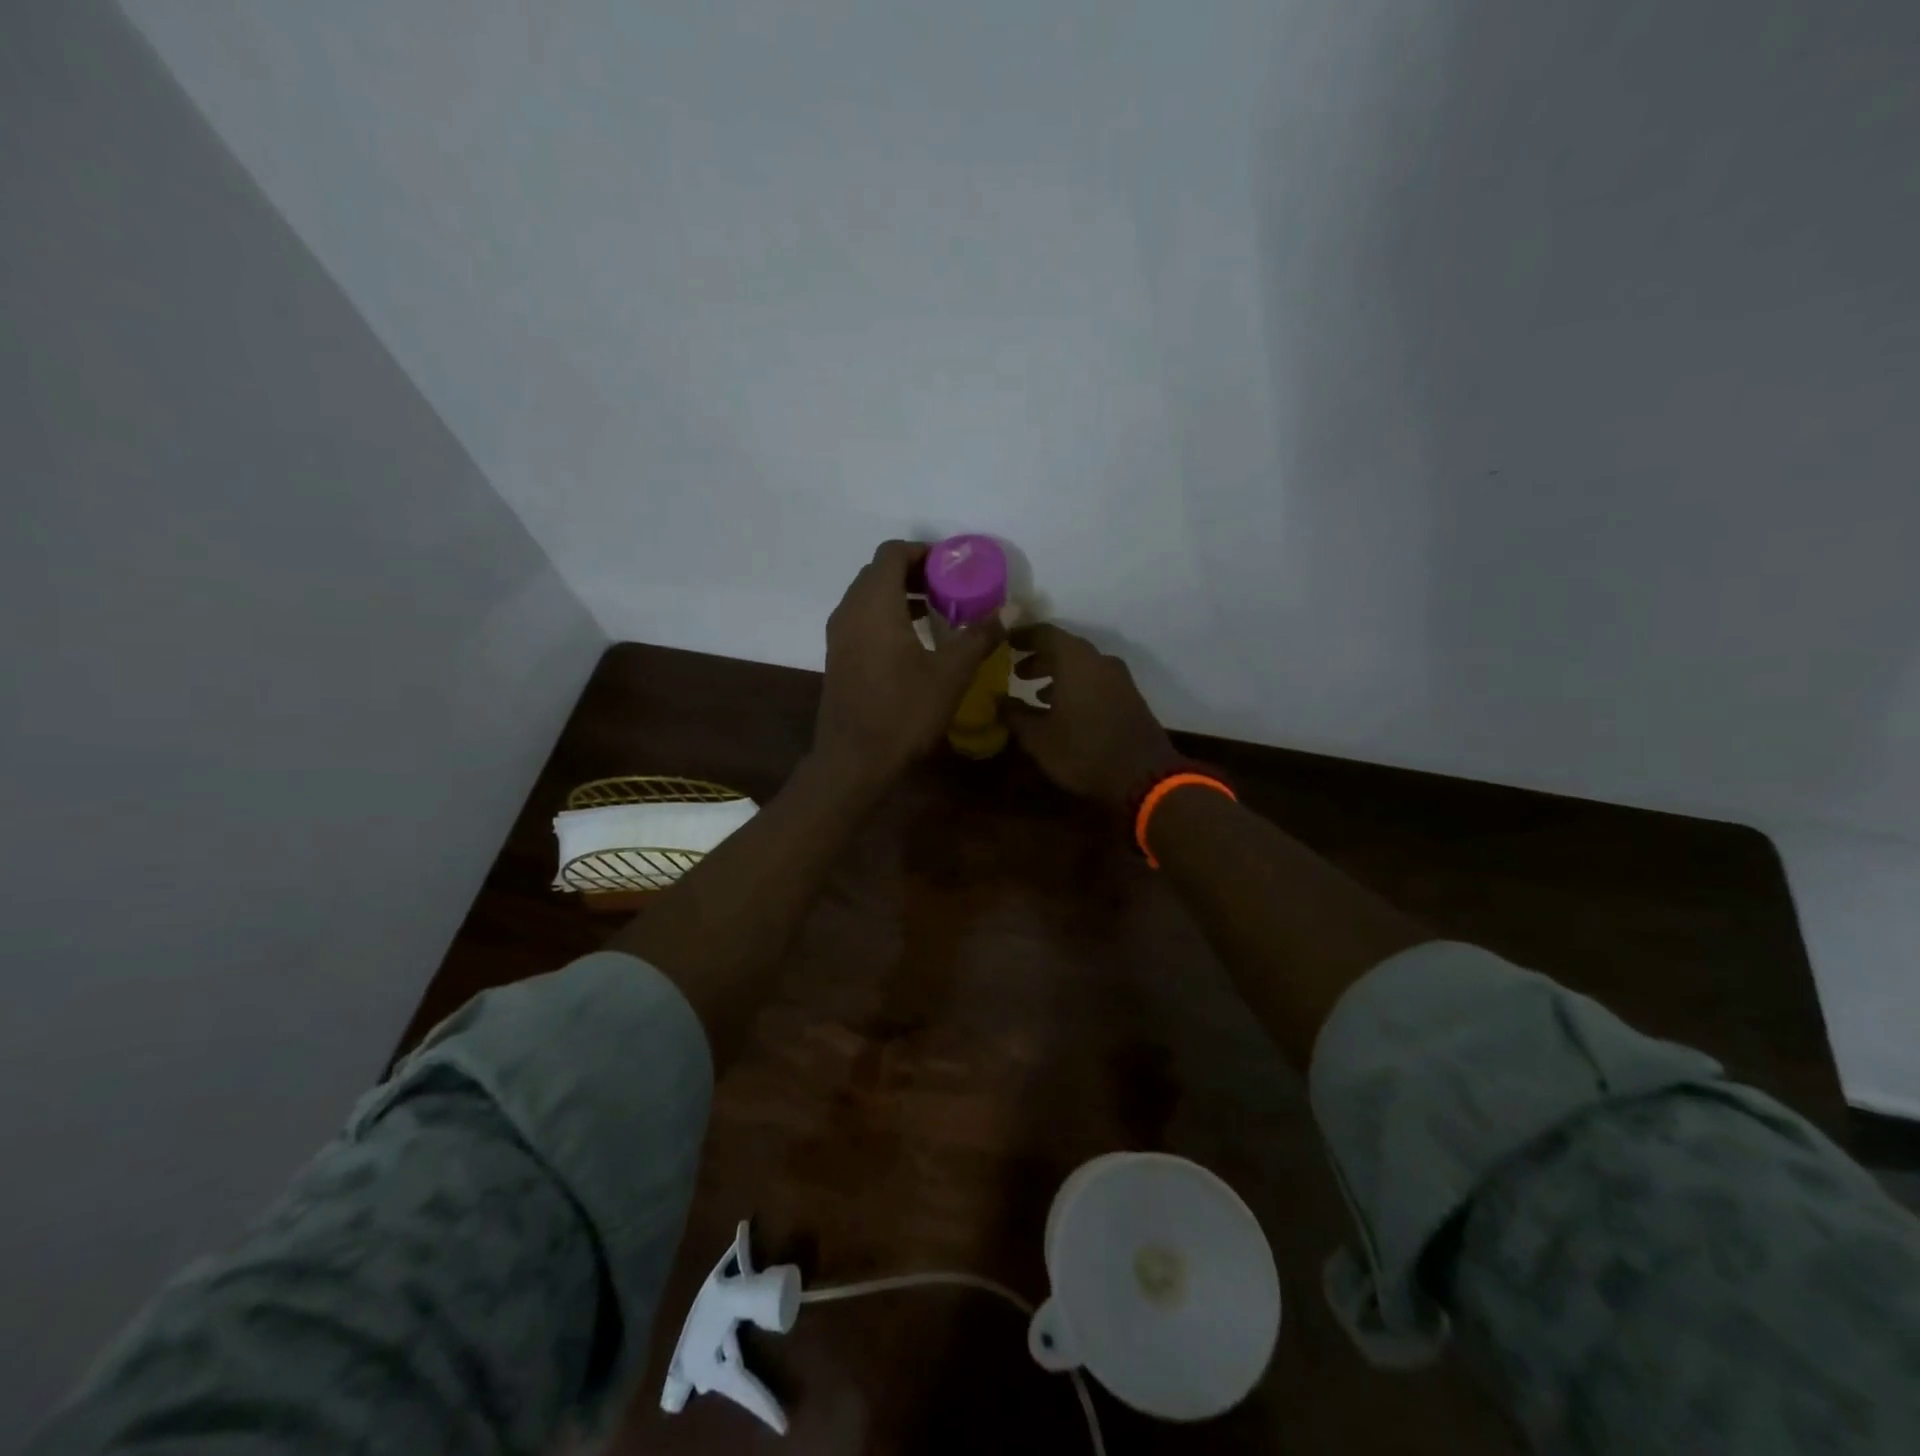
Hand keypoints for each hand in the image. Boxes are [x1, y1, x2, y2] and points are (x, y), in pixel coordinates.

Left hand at [813, 540, 1004, 786]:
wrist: (854, 760)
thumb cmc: (904, 712)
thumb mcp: (951, 673)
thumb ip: (980, 634)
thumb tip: (1012, 608)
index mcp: (874, 604)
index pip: (892, 553)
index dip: (924, 552)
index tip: (953, 566)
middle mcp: (849, 611)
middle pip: (878, 572)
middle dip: (915, 572)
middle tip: (951, 588)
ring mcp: (838, 635)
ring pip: (868, 597)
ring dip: (901, 596)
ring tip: (937, 614)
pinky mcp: (838, 657)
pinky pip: (862, 620)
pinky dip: (887, 617)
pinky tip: (914, 643)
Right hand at [1006, 624, 1180, 809]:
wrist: (1143, 776)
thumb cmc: (1083, 752)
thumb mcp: (1038, 738)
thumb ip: (1015, 715)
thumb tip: (997, 701)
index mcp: (1075, 660)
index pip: (1044, 633)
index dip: (1023, 636)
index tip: (1005, 642)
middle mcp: (1099, 660)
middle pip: (1064, 648)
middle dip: (1039, 658)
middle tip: (1016, 672)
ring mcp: (1119, 678)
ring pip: (1082, 665)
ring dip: (1057, 674)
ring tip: (1035, 693)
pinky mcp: (1129, 696)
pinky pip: (1096, 680)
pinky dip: (1076, 686)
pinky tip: (1063, 709)